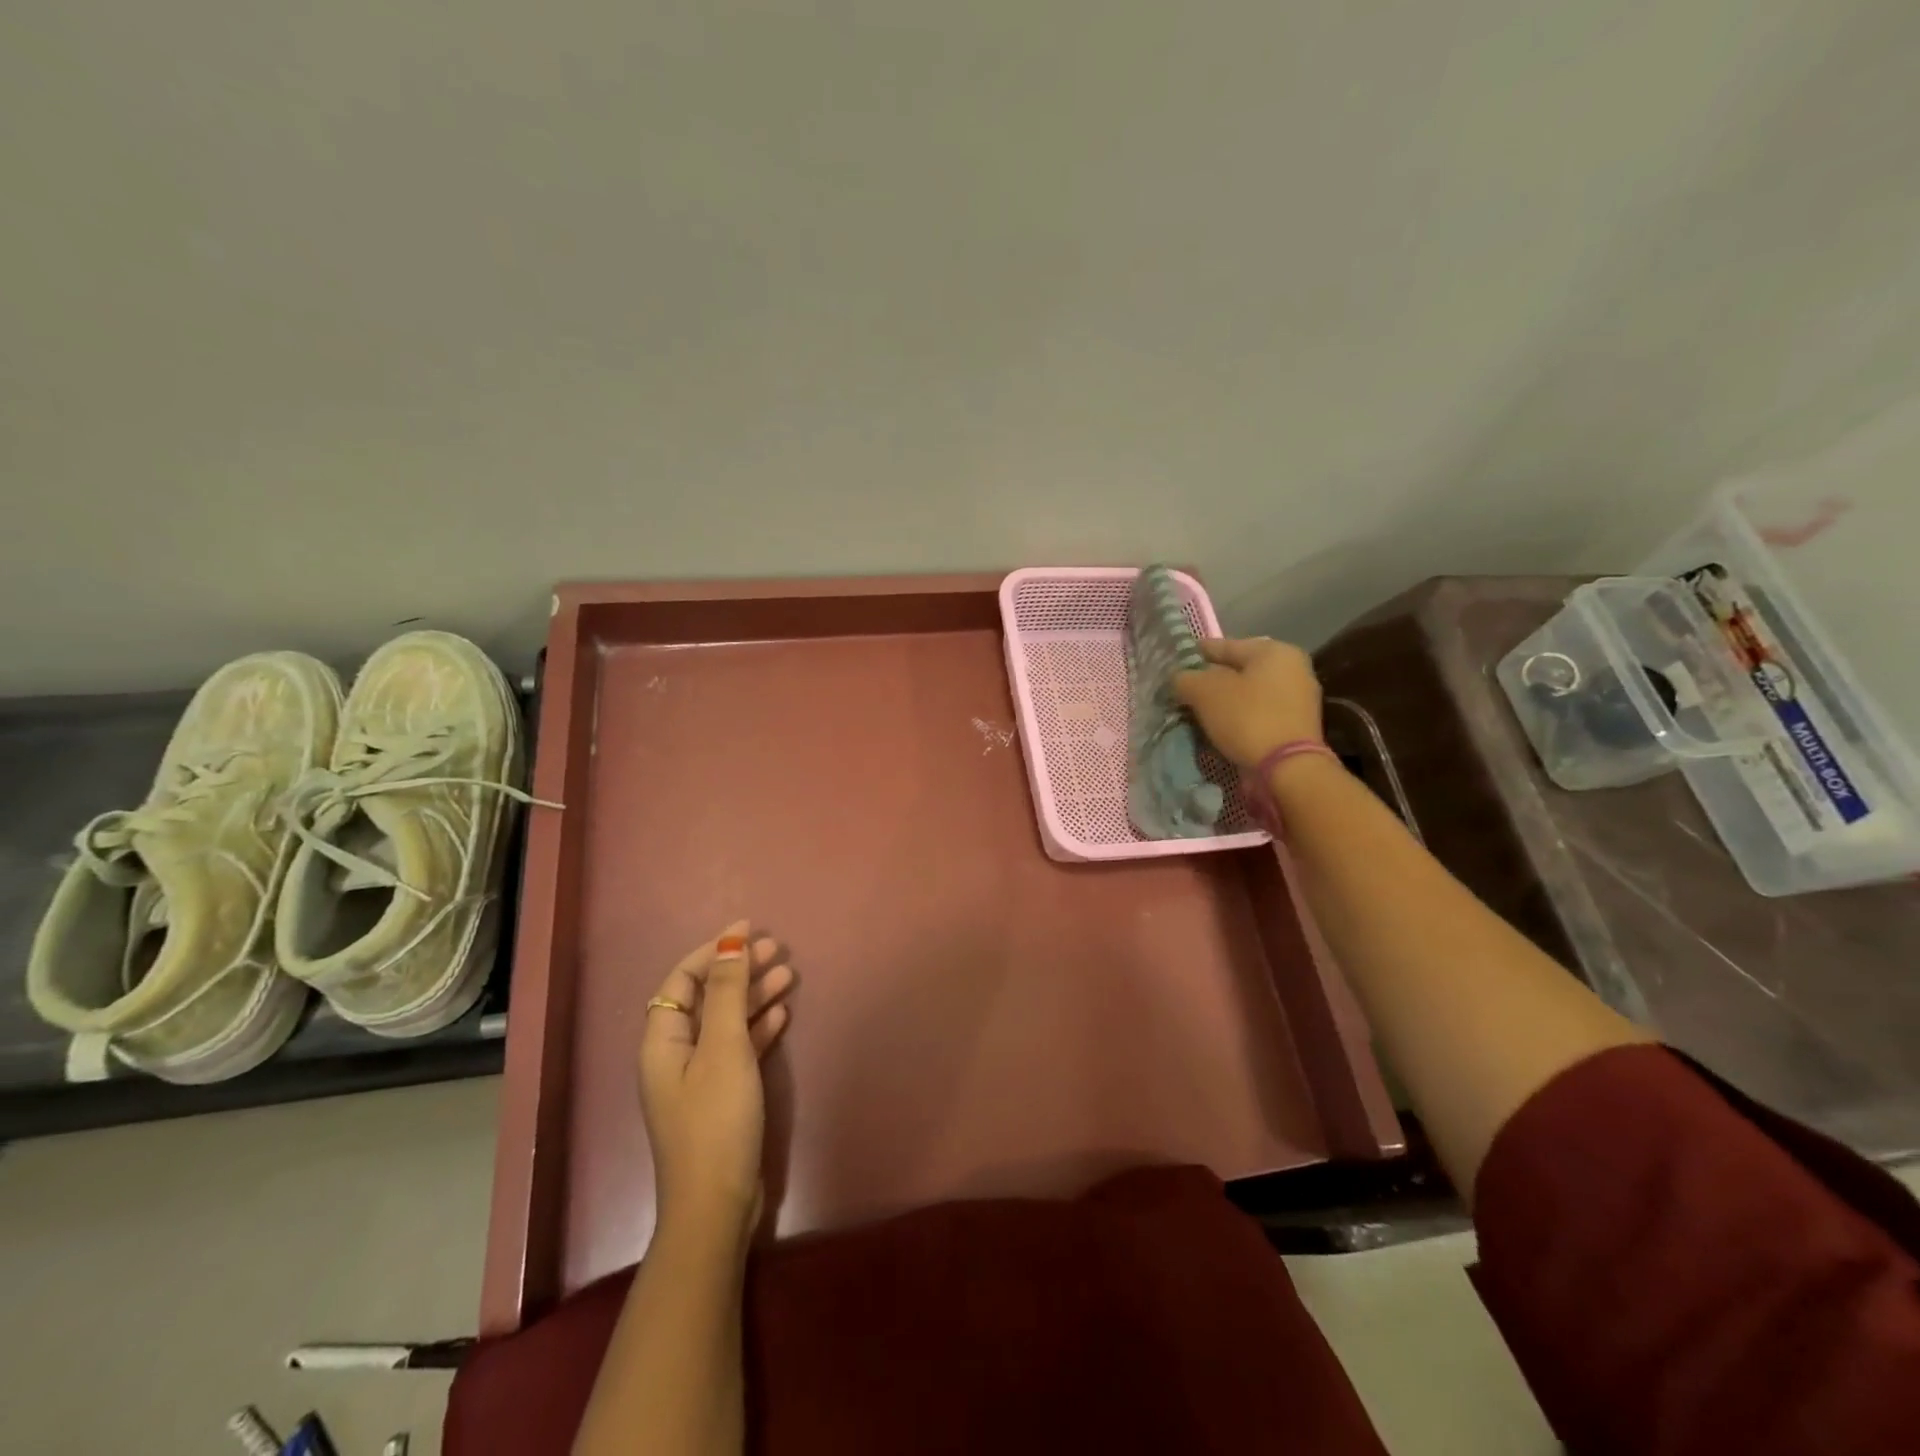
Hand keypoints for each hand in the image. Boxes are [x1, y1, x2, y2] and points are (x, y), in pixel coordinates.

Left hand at [639, 921, 795, 1235]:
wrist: (718, 1204)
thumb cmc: (716, 1119)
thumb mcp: (724, 1048)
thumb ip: (728, 993)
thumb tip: (729, 942)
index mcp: (663, 1039)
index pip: (683, 979)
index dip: (713, 950)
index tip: (748, 930)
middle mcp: (676, 1053)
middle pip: (706, 997)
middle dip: (738, 970)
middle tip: (776, 949)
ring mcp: (699, 1076)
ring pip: (726, 1021)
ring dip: (754, 996)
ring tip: (789, 974)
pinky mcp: (721, 1096)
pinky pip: (739, 1047)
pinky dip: (758, 1027)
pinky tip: (783, 1014)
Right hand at [1173, 637, 1323, 768]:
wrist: (1287, 769)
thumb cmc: (1247, 718)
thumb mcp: (1204, 692)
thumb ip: (1185, 678)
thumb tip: (1178, 678)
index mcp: (1274, 651)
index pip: (1223, 645)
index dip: (1194, 654)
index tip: (1172, 665)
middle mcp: (1291, 669)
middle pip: (1236, 671)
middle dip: (1208, 682)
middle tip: (1181, 693)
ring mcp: (1296, 699)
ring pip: (1246, 695)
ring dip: (1221, 703)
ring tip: (1194, 714)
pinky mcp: (1294, 727)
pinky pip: (1255, 715)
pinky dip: (1235, 720)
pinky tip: (1216, 730)